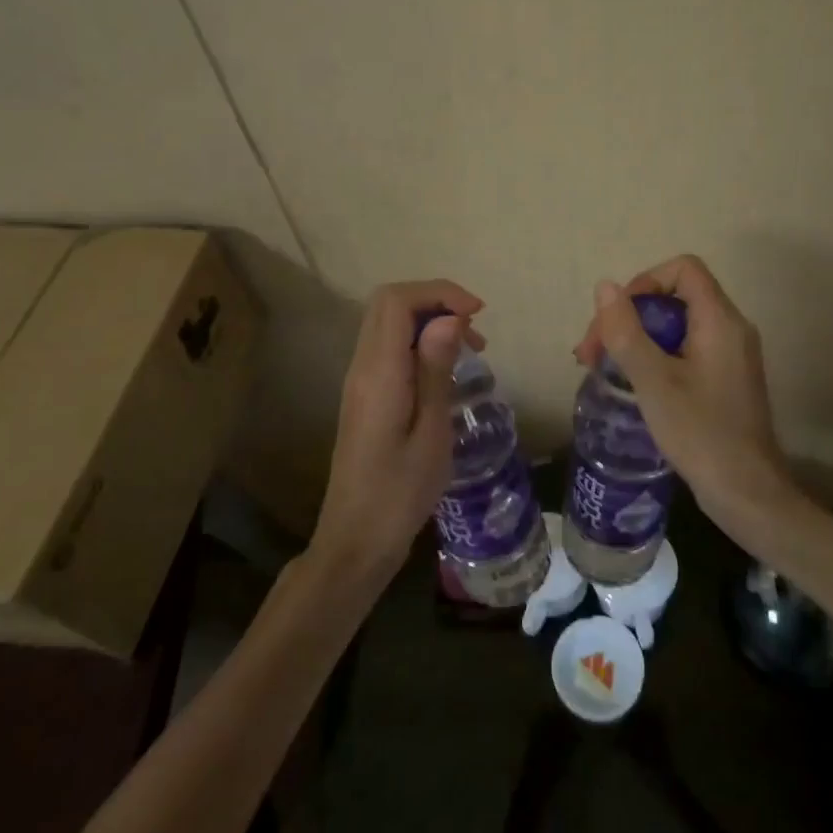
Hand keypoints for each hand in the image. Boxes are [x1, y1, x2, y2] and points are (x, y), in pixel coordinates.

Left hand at [312, 280, 483, 585]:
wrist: (356, 540)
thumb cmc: (400, 493)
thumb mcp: (431, 432)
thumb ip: (435, 370)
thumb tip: (448, 318)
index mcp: (378, 372)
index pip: (396, 300)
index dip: (438, 292)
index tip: (477, 313)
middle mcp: (362, 367)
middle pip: (389, 304)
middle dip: (436, 302)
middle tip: (476, 330)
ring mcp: (359, 381)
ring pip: (388, 325)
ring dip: (429, 322)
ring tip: (471, 349)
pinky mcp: (365, 396)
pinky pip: (389, 349)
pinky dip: (419, 343)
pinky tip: (446, 371)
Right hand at [573, 255, 802, 542]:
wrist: (746, 493)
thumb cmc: (700, 433)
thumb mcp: (653, 380)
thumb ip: (626, 331)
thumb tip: (605, 286)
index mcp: (720, 320)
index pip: (683, 269)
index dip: (644, 283)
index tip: (617, 319)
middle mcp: (731, 329)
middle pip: (675, 297)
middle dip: (630, 316)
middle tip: (593, 353)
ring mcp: (731, 355)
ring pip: (678, 326)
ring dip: (638, 339)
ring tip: (602, 369)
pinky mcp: (725, 379)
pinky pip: (686, 350)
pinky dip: (656, 357)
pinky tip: (632, 384)